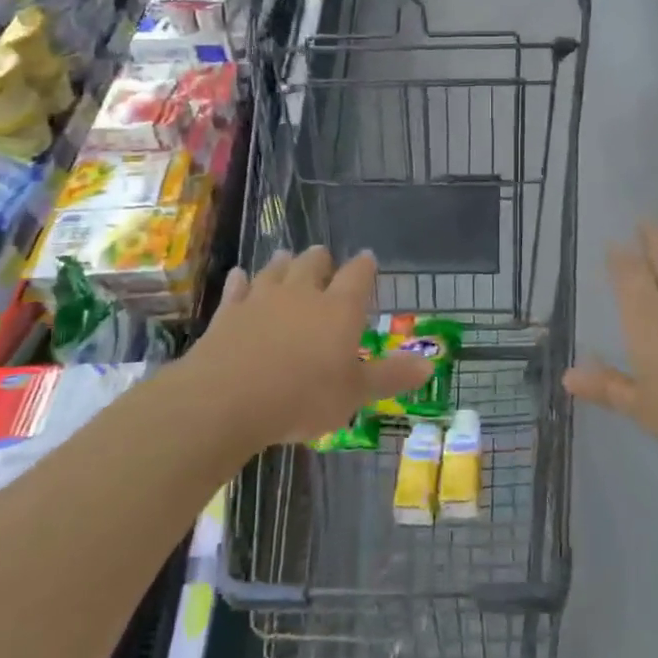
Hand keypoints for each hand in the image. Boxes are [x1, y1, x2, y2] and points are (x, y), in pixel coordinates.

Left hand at [187, 247, 432, 449]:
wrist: (228, 399)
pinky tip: (240, 277)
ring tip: (286, 258)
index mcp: (339, 309)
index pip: (358, 275)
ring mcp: (261, 299)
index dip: (365, 265)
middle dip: (321, 260)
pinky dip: (241, 281)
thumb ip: (390, 376)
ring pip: (275, 269)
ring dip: (283, 263)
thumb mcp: (355, 393)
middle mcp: (302, 294)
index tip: (368, 258)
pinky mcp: (228, 312)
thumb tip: (430, 364)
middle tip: (324, 260)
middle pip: (313, 263)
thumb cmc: (302, 397)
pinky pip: (237, 287)